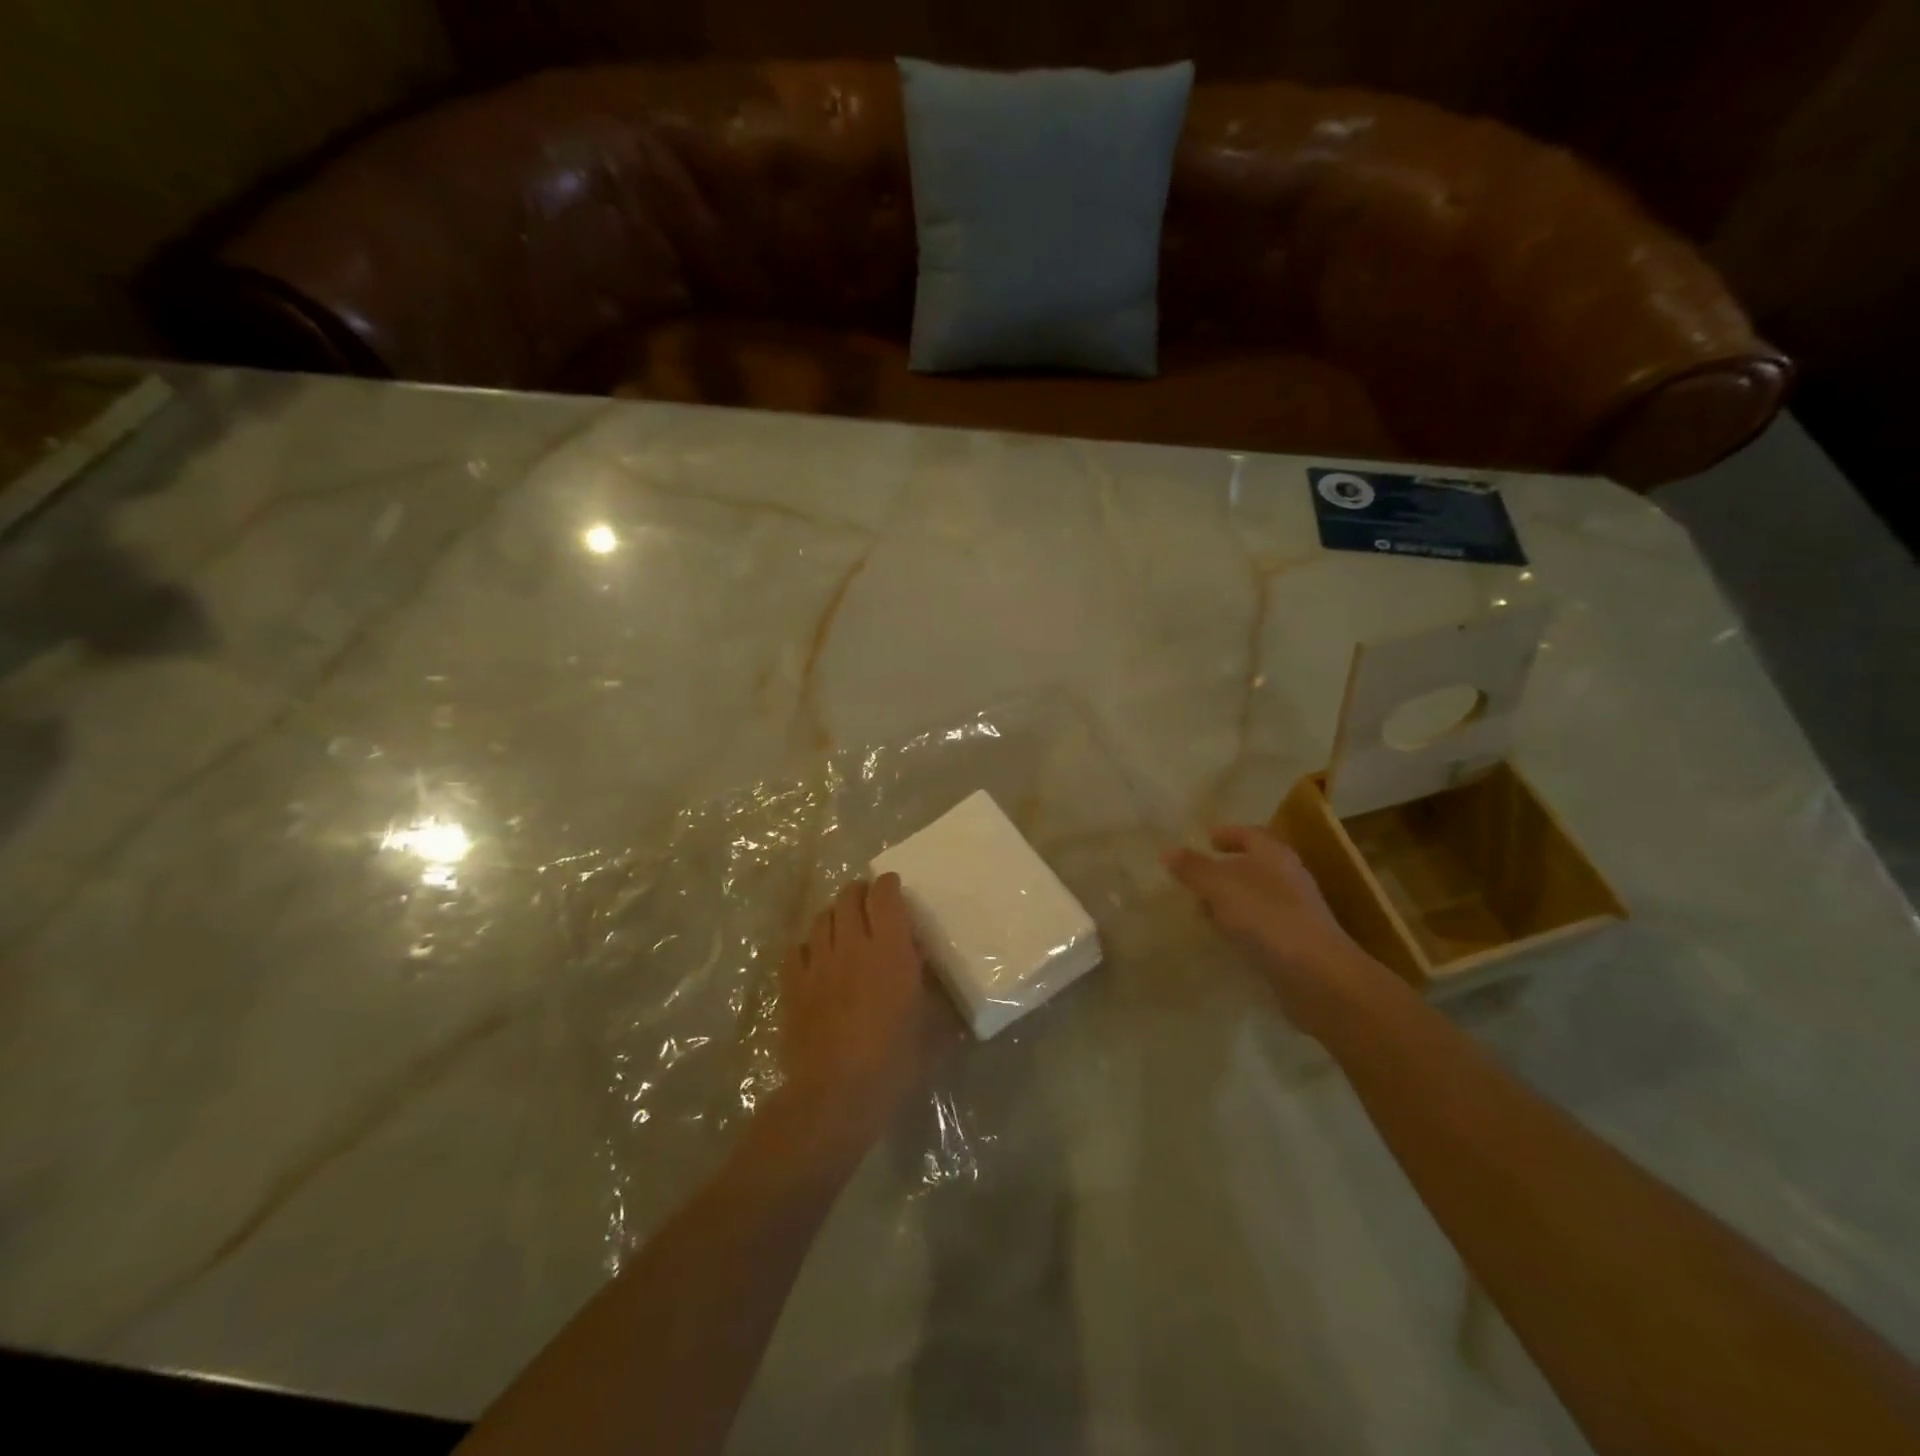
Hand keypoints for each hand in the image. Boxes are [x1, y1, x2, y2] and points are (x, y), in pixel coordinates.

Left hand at [776, 874, 953, 1144]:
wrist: (835, 1095)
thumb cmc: (894, 1063)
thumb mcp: (931, 1028)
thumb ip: (933, 994)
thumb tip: (932, 977)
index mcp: (890, 950)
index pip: (885, 897)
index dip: (888, 885)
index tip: (894, 886)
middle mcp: (852, 946)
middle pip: (848, 898)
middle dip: (859, 892)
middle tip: (869, 901)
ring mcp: (818, 964)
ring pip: (821, 919)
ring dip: (834, 914)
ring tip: (842, 924)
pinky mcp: (793, 985)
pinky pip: (797, 949)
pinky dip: (809, 945)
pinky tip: (816, 957)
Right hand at [1164, 825, 1390, 1028]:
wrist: (1317, 976)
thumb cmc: (1267, 918)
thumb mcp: (1220, 887)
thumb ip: (1193, 868)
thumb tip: (1167, 850)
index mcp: (1274, 855)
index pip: (1250, 834)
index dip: (1227, 834)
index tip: (1204, 839)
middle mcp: (1288, 878)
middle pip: (1253, 865)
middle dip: (1224, 869)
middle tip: (1194, 876)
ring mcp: (1294, 912)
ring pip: (1256, 897)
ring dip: (1230, 900)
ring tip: (1201, 909)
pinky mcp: (1294, 943)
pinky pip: (1260, 925)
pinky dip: (1240, 926)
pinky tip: (1224, 938)